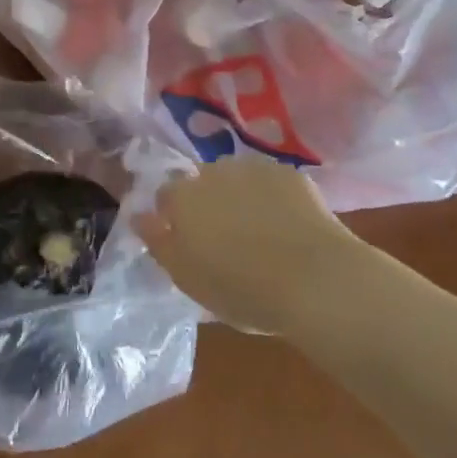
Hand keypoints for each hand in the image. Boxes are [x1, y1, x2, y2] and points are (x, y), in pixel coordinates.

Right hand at [134, 155, 365, 334]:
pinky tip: (286, 224)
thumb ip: (159, 244)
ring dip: (239, 196)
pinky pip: (270, 182)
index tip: (188, 243)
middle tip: (225, 239)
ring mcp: (254, 168)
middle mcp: (214, 172)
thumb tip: (139, 217)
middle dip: (208, 203)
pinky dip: (272, 197)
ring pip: (237, 178)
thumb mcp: (188, 279)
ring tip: (258, 230)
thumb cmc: (243, 289)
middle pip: (202, 182)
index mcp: (183, 198)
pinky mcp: (290, 174)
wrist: (316, 280)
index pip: (165, 196)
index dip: (174, 218)